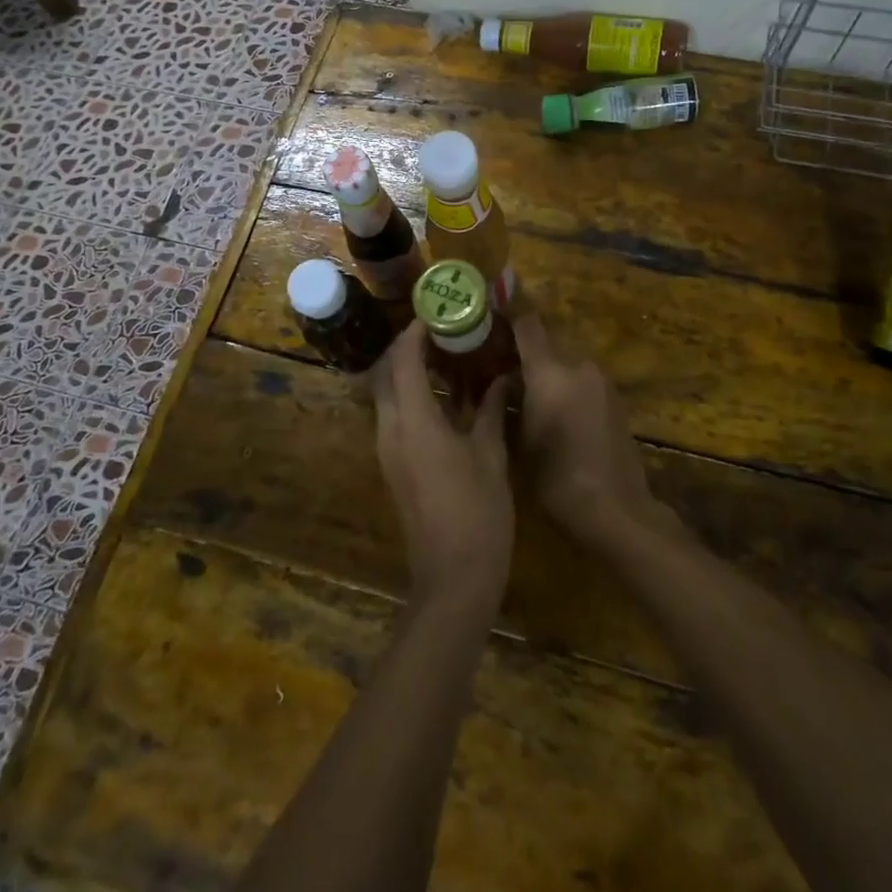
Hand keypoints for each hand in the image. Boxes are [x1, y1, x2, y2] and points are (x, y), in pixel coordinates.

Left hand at [371, 321, 513, 611]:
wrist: (453, 579)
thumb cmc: (478, 512)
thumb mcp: (490, 454)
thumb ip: (490, 409)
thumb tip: (503, 376)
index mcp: (413, 421)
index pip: (403, 359)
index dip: (416, 331)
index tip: (438, 312)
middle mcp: (391, 429)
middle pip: (388, 373)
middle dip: (410, 348)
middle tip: (445, 332)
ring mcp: (389, 450)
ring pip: (390, 395)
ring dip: (412, 372)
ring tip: (450, 357)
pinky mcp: (395, 466)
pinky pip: (397, 417)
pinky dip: (415, 397)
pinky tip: (449, 398)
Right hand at [514, 314, 668, 550]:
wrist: (617, 510)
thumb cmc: (558, 480)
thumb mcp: (519, 442)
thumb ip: (509, 401)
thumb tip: (502, 379)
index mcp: (551, 373)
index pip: (528, 324)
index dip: (510, 306)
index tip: (494, 295)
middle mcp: (579, 366)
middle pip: (546, 344)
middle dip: (522, 350)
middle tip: (497, 361)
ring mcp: (601, 381)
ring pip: (563, 364)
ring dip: (544, 371)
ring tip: (522, 390)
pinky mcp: (614, 398)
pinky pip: (580, 380)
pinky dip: (563, 385)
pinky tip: (552, 410)